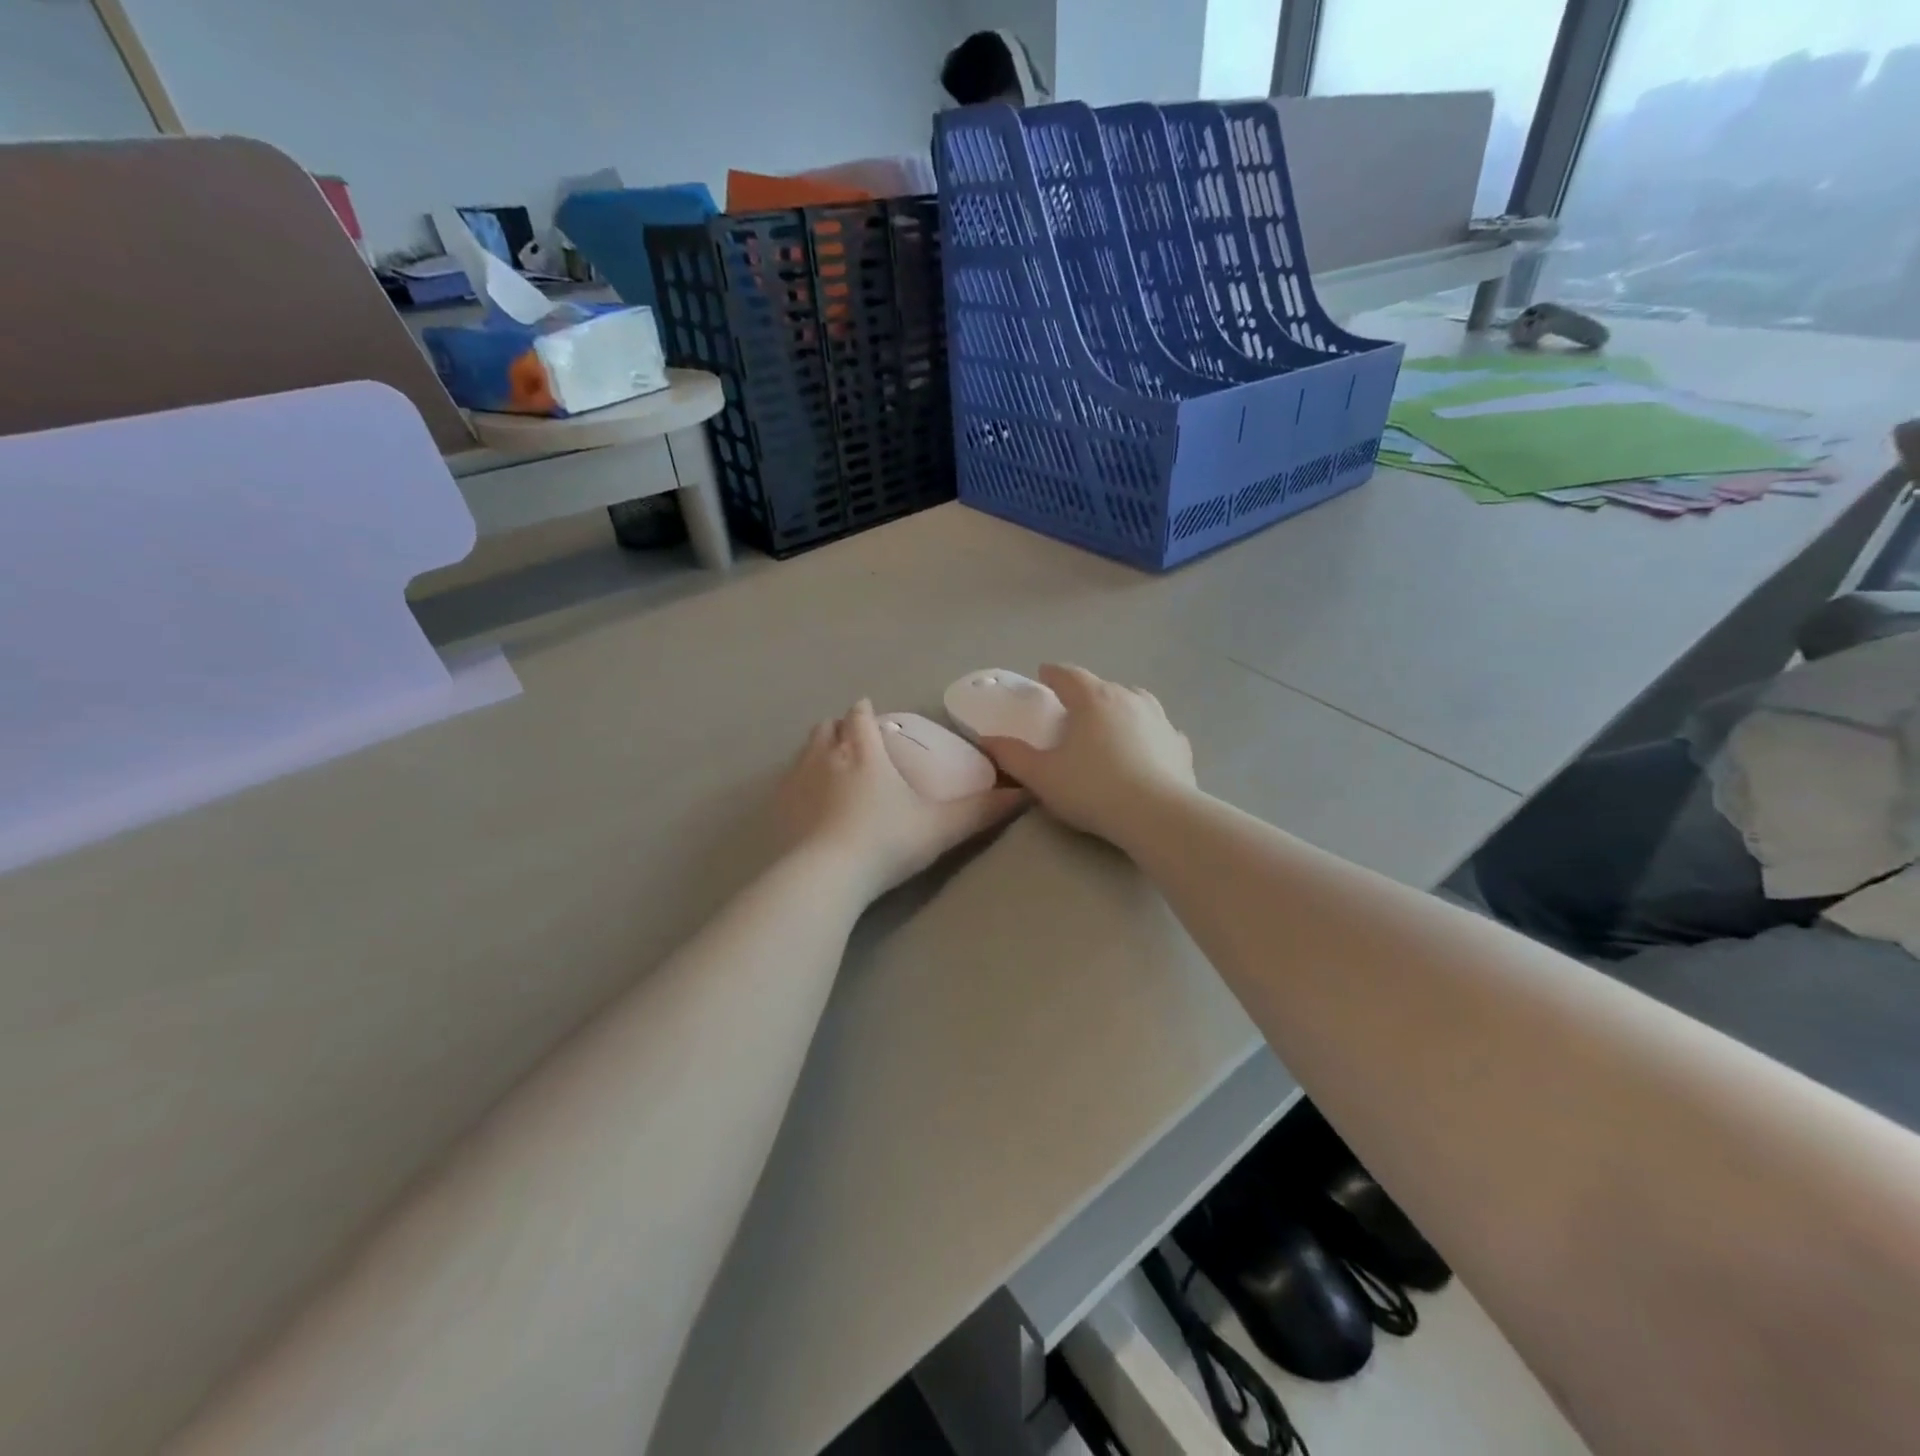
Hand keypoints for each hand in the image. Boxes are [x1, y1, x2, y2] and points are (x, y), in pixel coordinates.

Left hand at [778, 700, 1026, 901]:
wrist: (825, 877)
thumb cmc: (887, 842)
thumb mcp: (941, 827)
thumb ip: (981, 811)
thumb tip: (1025, 794)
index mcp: (864, 752)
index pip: (860, 717)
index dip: (864, 712)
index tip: (868, 712)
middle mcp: (825, 757)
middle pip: (826, 729)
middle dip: (837, 729)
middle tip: (850, 740)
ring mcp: (795, 782)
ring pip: (803, 752)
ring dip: (815, 752)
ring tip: (828, 768)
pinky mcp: (776, 810)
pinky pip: (784, 785)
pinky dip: (796, 785)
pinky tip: (805, 807)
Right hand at [980, 664, 1195, 844]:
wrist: (1157, 815)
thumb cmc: (1093, 789)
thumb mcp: (1042, 776)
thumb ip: (1012, 756)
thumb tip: (986, 740)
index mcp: (1093, 699)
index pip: (1068, 675)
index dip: (1053, 674)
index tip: (1044, 674)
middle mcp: (1128, 699)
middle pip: (1103, 686)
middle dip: (1086, 694)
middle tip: (1072, 711)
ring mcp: (1160, 719)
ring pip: (1136, 702)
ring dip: (1120, 708)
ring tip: (1110, 724)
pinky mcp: (1179, 744)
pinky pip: (1159, 731)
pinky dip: (1148, 734)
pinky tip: (1145, 749)